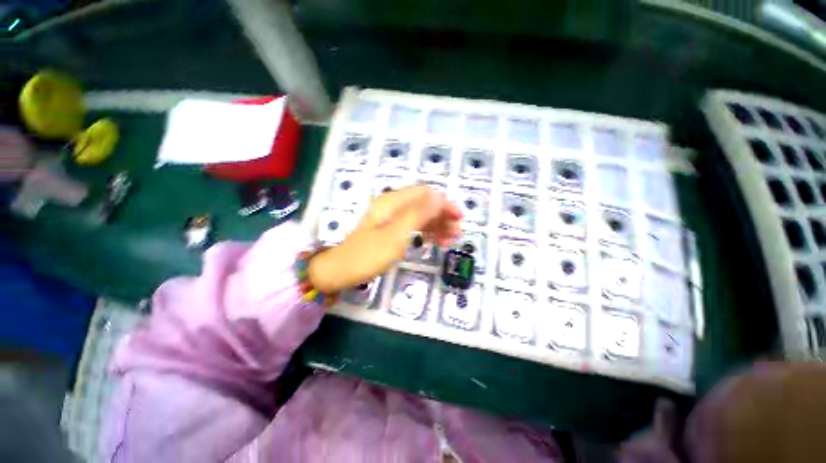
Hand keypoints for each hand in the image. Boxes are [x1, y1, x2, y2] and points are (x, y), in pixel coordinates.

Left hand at [308, 186, 461, 292]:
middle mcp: (393, 205)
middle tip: (456, 234)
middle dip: (442, 216)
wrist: (341, 271)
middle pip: (424, 204)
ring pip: (420, 215)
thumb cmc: (368, 254)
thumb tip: (439, 196)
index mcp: (393, 202)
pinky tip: (434, 242)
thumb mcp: (396, 235)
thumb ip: (418, 214)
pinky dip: (425, 232)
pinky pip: (412, 226)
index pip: (425, 193)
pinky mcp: (390, 229)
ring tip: (449, 241)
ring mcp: (391, 218)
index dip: (444, 203)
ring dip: (436, 225)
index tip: (458, 219)